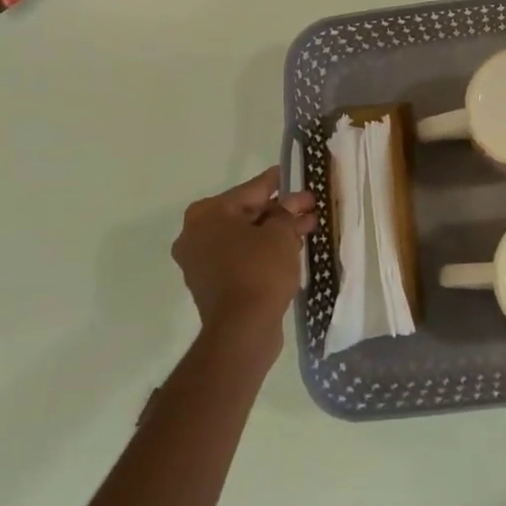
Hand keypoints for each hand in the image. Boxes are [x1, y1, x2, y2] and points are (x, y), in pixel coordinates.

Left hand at [171, 167, 316, 357]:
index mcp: (207, 214)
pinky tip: (290, 251)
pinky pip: (240, 257)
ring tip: (307, 230)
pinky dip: (262, 252)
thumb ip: (287, 212)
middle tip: (310, 209)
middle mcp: (196, 234)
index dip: (278, 183)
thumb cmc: (260, 270)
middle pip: (246, 213)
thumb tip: (294, 203)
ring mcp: (200, 261)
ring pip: (244, 237)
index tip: (294, 175)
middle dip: (280, 211)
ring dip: (274, 232)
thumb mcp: (281, 233)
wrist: (242, 330)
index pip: (251, 189)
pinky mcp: (210, 284)